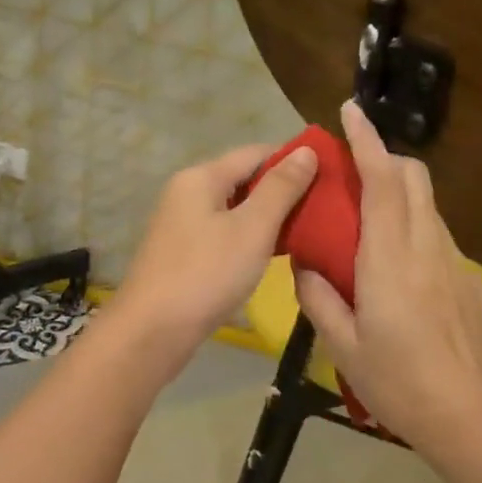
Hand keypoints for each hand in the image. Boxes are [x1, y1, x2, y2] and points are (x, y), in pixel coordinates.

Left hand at [110, 143, 319, 350]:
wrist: (151, 332)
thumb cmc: (206, 274)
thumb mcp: (252, 228)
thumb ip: (281, 188)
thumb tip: (307, 150)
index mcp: (201, 177)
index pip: (255, 153)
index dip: (293, 159)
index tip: (330, 174)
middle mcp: (187, 192)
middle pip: (243, 178)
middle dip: (283, 189)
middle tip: (325, 206)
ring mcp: (182, 223)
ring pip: (235, 208)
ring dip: (269, 215)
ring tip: (309, 229)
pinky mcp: (184, 252)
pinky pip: (224, 231)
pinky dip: (250, 236)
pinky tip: (275, 252)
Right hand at [294, 102, 481, 453]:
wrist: (472, 418)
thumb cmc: (399, 382)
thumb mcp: (343, 346)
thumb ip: (318, 298)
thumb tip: (305, 266)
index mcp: (389, 258)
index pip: (381, 180)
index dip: (367, 140)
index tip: (351, 111)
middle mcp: (427, 247)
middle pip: (413, 178)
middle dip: (385, 159)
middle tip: (353, 174)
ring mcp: (456, 263)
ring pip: (427, 207)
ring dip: (399, 197)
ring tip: (370, 229)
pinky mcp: (472, 282)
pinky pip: (438, 239)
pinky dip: (415, 232)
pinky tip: (402, 278)